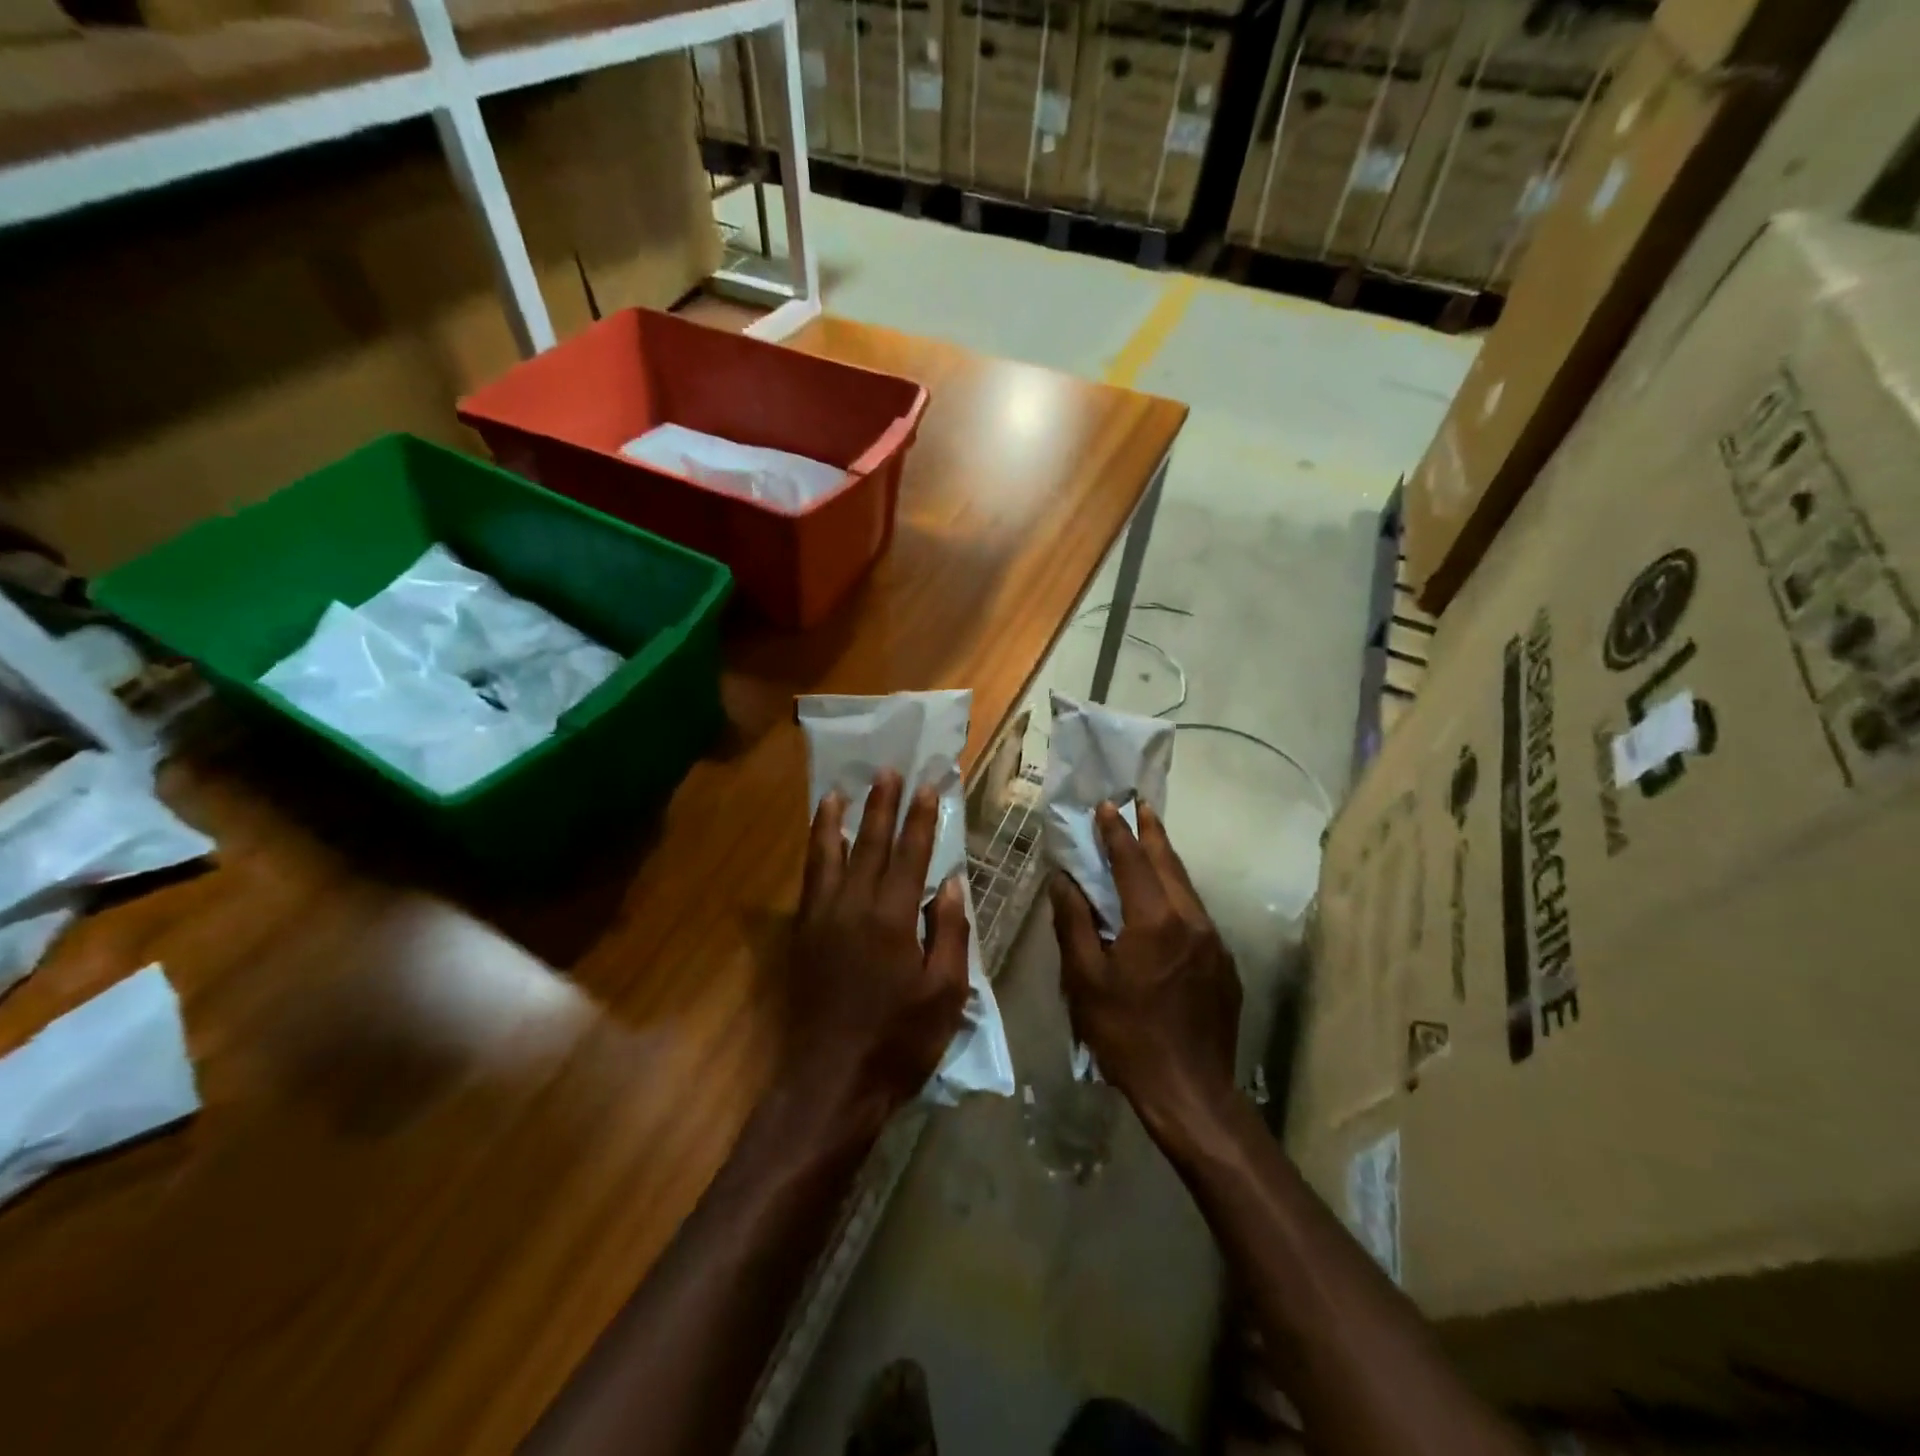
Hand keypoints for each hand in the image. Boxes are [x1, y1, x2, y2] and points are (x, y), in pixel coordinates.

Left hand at [784, 770, 970, 1131]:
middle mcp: (854, 907)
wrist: (831, 1081)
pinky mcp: (802, 935)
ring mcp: (822, 919)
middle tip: (887, 771)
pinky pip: (809, 881)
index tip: (925, 786)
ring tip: (839, 791)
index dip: (919, 819)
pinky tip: (818, 843)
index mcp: (894, 919)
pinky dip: (814, 854)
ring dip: (836, 820)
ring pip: (828, 855)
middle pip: (869, 844)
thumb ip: (949, 933)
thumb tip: (951, 884)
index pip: (910, 855)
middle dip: (881, 805)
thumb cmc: (899, 1041)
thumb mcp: (945, 994)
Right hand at [1050, 801, 1241, 1138]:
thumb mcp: (1086, 981)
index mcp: (1154, 920)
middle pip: (1169, 864)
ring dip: (1166, 861)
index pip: (1132, 861)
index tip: (1106, 806)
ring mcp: (1214, 942)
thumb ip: (1074, 924)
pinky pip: (1197, 916)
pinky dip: (1178, 895)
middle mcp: (1191, 920)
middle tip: (1139, 806)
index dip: (1117, 832)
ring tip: (1151, 842)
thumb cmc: (1127, 1035)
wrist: (1190, 1092)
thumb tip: (1064, 880)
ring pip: (1187, 888)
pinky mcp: (1224, 965)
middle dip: (1151, 832)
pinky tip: (1166, 902)